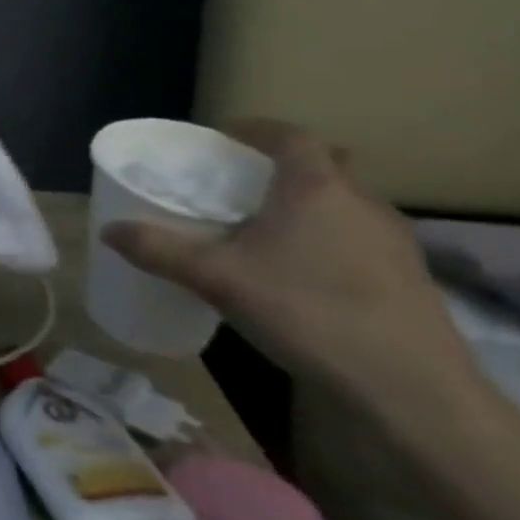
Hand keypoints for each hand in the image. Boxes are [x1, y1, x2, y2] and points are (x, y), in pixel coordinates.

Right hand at [101, 121, 480, 411]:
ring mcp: (394, 242)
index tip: (223, 137)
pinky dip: (327, 237)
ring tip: (263, 227)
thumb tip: (107, 229)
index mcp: (316, 188)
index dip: (256, 130)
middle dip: (282, 167)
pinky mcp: (409, 278)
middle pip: (324, 167)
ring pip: (344, 203)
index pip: (291, 137)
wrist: (411, 390)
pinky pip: (359, 237)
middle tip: (238, 182)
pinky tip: (300, 271)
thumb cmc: (306, 311)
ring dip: (307, 204)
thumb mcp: (215, 279)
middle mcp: (362, 204)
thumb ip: (158, 249)